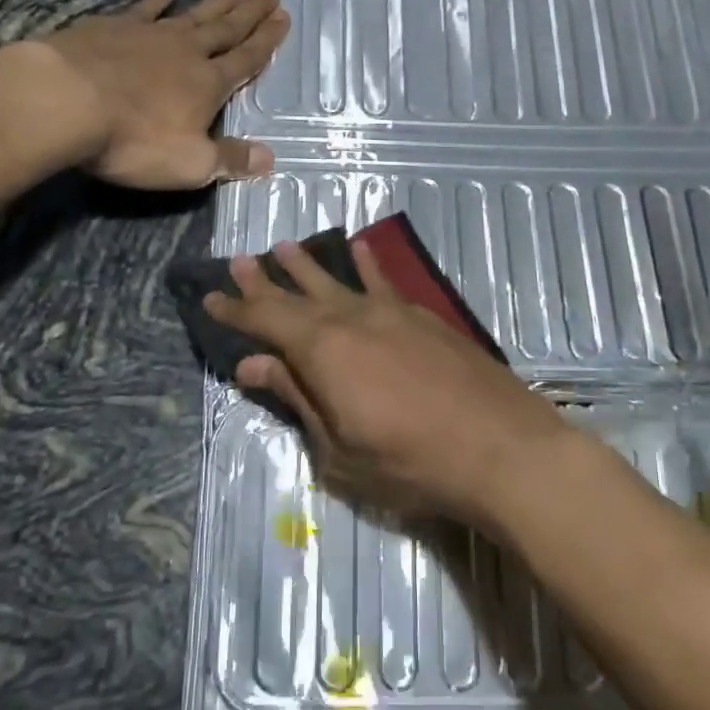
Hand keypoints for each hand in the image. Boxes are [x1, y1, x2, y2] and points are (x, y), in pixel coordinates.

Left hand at [41, 0, 288, 189]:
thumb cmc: (133, 138)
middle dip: (250, 13)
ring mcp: (147, 35)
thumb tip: (270, 160)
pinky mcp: (110, 28)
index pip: (246, 59)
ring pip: (192, 15)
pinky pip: (143, 9)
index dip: (267, 41)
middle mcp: (185, 52)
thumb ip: (230, 160)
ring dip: (216, 3)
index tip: (284, 18)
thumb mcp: (189, 164)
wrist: (65, 100)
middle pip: (225, 29)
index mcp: (208, 83)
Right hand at [204, 239, 571, 526]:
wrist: (499, 446)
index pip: (265, 322)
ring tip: (284, 246)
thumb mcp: (338, 447)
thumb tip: (254, 363)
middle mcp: (350, 318)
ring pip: (338, 280)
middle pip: (297, 294)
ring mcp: (390, 312)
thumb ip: (297, 398)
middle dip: (265, 281)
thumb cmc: (410, 462)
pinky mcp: (422, 316)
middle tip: (238, 261)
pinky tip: (360, 250)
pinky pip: (383, 281)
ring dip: (308, 265)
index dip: (236, 311)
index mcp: (321, 350)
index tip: (211, 298)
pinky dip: (367, 265)